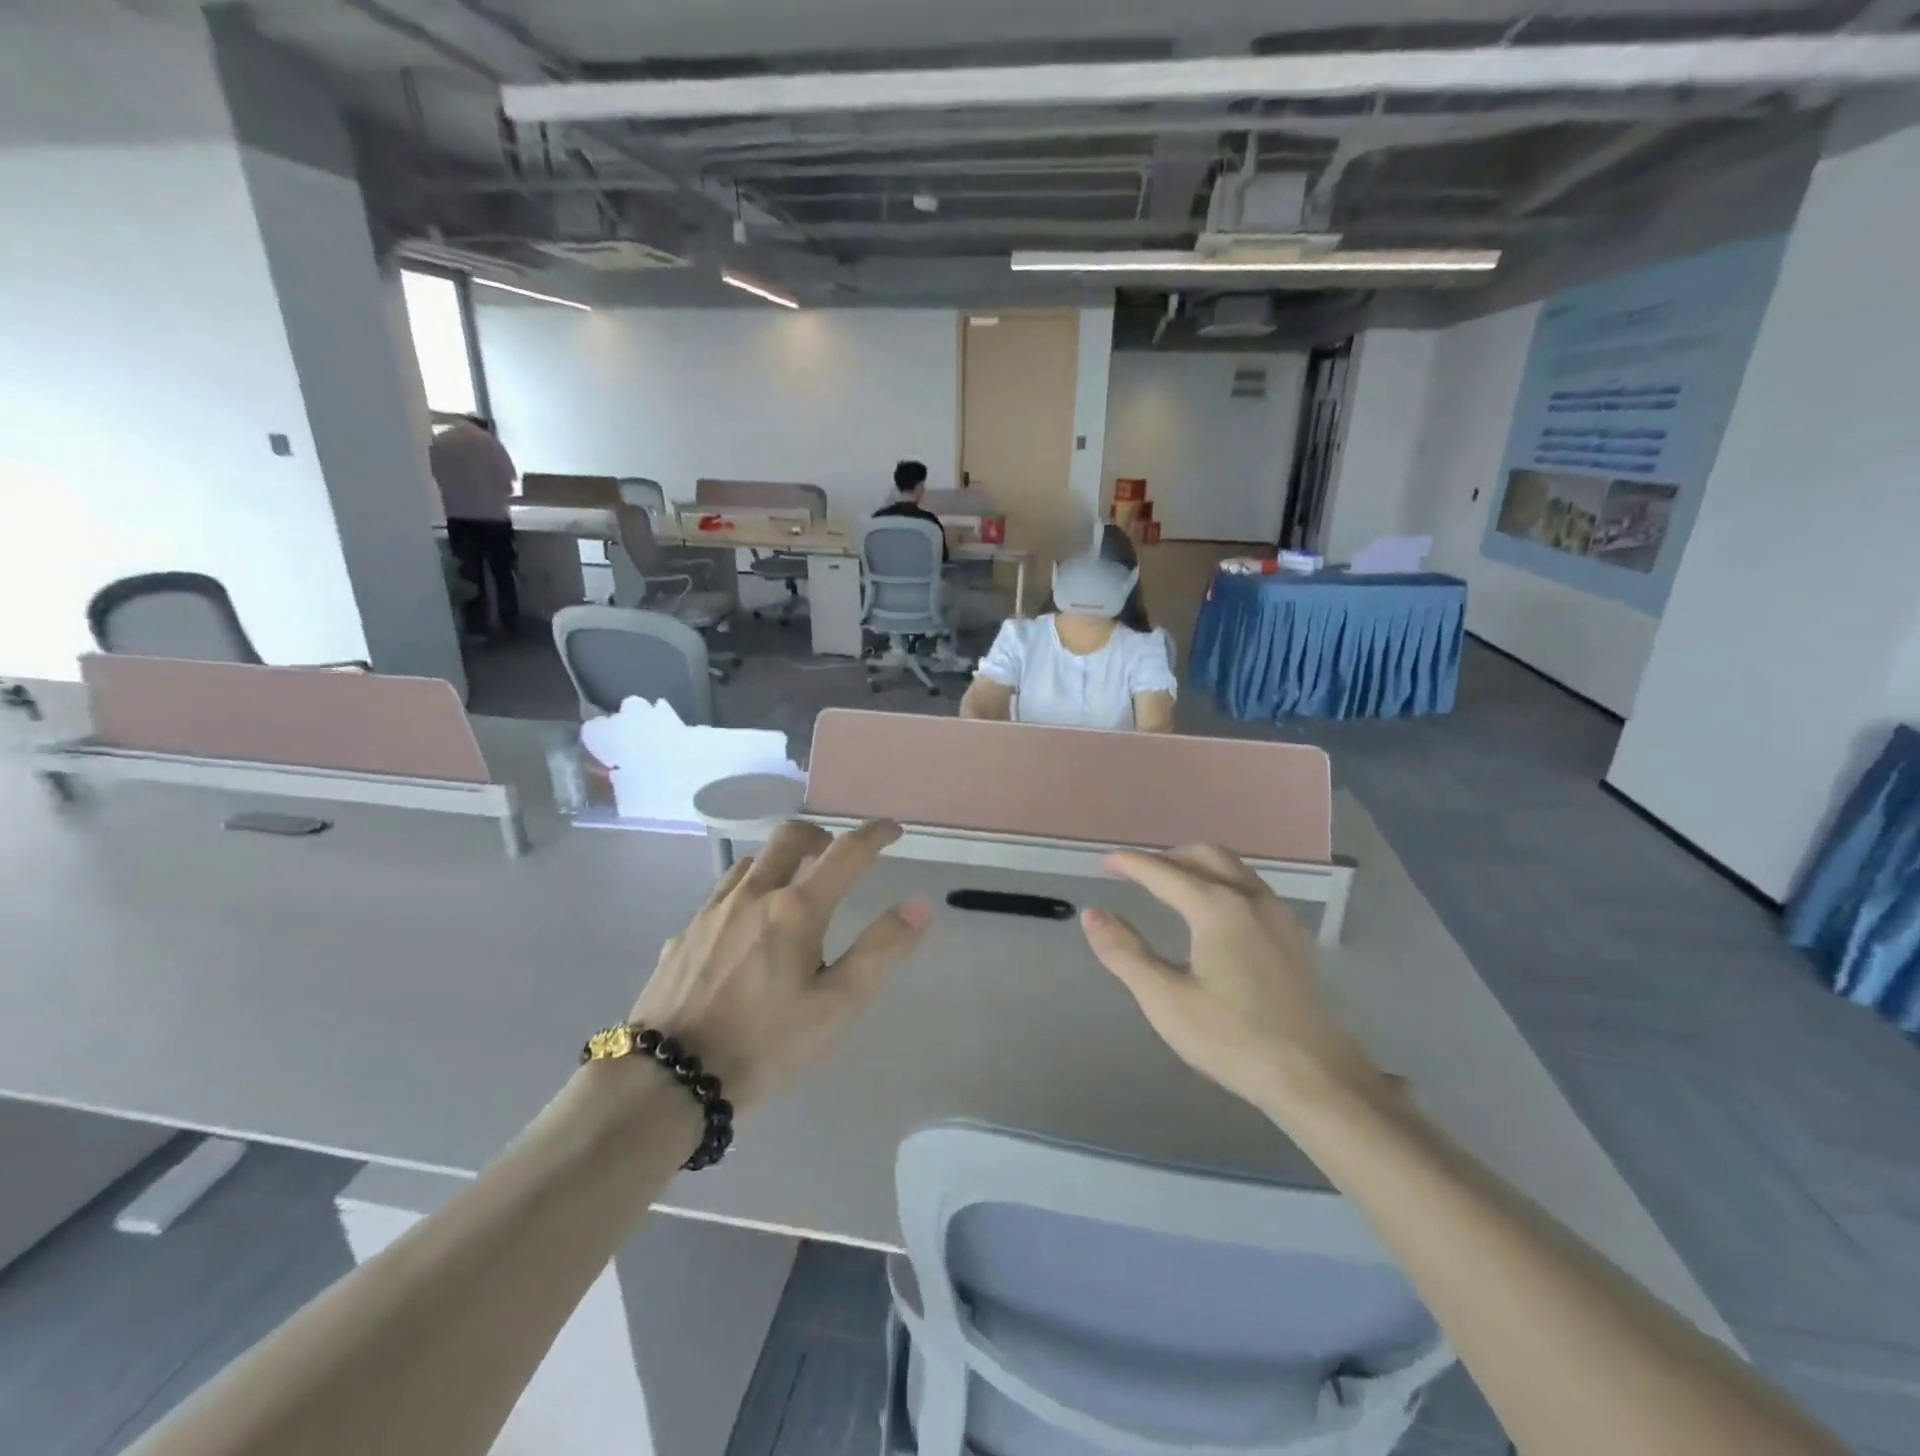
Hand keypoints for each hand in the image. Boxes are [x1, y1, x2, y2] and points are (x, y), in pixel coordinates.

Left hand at [629, 820, 930, 1108]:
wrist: (666, 1080)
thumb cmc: (764, 1044)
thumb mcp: (836, 1006)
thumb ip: (880, 951)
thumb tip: (918, 905)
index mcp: (796, 909)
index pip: (845, 853)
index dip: (874, 835)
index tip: (892, 830)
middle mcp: (753, 895)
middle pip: (790, 837)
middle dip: (820, 835)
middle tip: (836, 853)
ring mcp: (712, 911)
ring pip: (752, 861)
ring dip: (781, 859)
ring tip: (793, 885)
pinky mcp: (684, 934)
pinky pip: (722, 893)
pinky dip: (748, 890)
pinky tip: (746, 926)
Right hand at [1081, 845, 1384, 1119]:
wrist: (1314, 1077)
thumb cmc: (1231, 1038)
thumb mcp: (1165, 999)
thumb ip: (1125, 952)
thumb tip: (1093, 914)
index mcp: (1217, 908)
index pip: (1164, 871)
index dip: (1131, 863)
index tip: (1106, 862)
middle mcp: (1251, 898)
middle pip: (1206, 855)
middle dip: (1168, 857)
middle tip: (1139, 873)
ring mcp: (1279, 915)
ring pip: (1234, 868)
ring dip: (1199, 866)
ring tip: (1172, 886)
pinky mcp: (1294, 936)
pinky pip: (1252, 888)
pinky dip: (1224, 883)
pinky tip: (1216, 914)